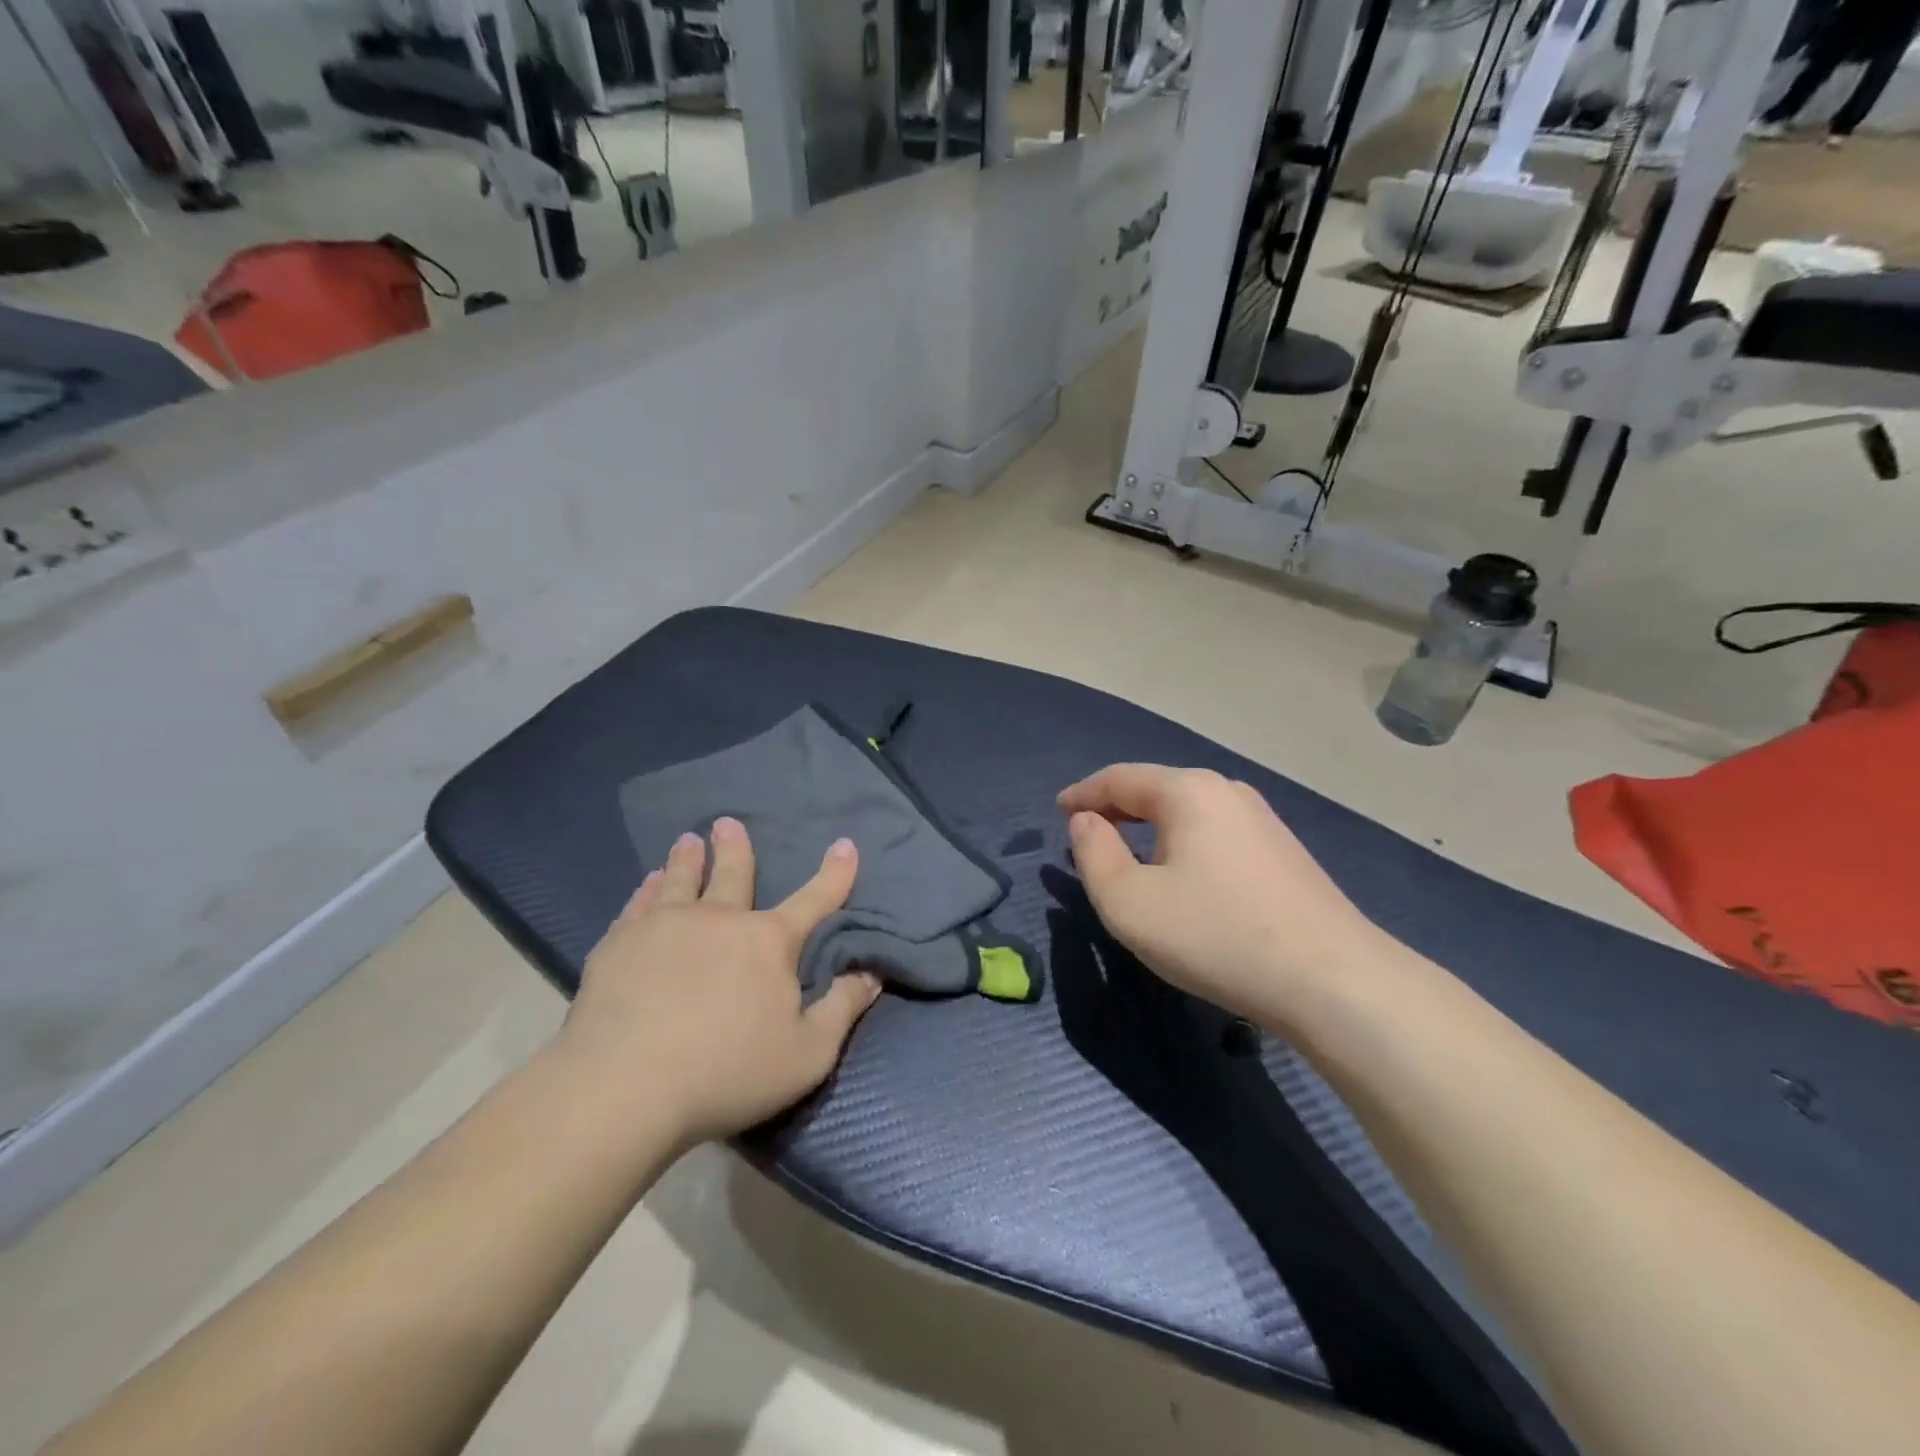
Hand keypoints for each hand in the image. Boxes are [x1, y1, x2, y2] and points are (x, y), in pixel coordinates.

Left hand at [556, 818, 881, 1147]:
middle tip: (727, 823)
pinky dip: (647, 890)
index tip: (846, 844)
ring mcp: (664, 927)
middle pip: (733, 874)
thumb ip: (842, 1008)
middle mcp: (719, 919)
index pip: (814, 900)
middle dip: (735, 848)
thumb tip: (872, 972)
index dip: (835, 873)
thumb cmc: (727, 1072)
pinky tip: (647, 883)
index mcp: (768, 942)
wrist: (625, 1088)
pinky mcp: (619, 945)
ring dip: (688, 859)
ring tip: (687, 841)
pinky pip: (638, 904)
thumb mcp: (808, 1053)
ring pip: (681, 880)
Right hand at [1059, 764, 1390, 1022]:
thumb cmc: (1215, 934)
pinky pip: (1214, 833)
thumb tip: (1087, 822)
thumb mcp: (1130, 902)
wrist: (1331, 980)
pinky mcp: (1282, 852)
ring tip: (1128, 854)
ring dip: (1150, 827)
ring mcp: (1262, 820)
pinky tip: (1181, 874)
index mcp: (1187, 791)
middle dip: (1116, 808)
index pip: (1119, 778)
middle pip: (1156, 789)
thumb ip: (1094, 854)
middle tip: (1086, 834)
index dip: (1083, 794)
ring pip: (1188, 812)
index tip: (1058, 811)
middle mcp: (1227, 791)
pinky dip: (1182, 843)